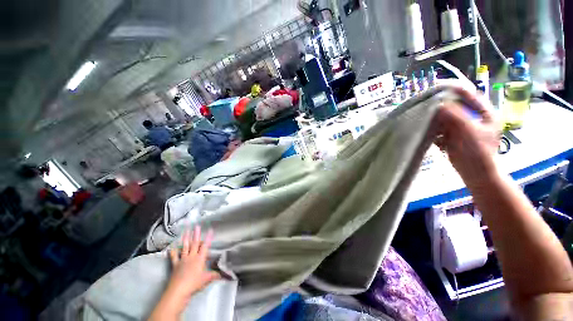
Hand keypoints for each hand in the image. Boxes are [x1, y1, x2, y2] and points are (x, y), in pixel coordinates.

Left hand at [150, 226, 219, 318]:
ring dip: (186, 238)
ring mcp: (183, 260)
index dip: (208, 237)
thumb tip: (225, 274)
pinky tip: (171, 247)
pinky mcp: (175, 265)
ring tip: (186, 231)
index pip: (205, 246)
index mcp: (200, 258)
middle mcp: (192, 256)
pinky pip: (174, 257)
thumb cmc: (194, 284)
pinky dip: (172, 252)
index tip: (210, 229)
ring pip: (185, 247)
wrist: (178, 291)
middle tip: (197, 226)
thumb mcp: (206, 279)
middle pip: (195, 243)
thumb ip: (215, 275)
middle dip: (196, 234)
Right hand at [434, 88, 500, 183]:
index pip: (468, 94)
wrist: (476, 174)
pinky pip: (441, 129)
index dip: (453, 90)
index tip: (435, 88)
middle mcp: (474, 117)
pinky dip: (435, 130)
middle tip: (426, 105)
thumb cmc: (478, 152)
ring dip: (436, 119)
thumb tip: (437, 104)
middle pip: (455, 106)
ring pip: (446, 118)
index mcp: (484, 112)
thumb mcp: (468, 131)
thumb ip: (454, 116)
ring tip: (425, 119)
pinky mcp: (454, 137)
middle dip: (440, 106)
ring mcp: (463, 127)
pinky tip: (430, 133)